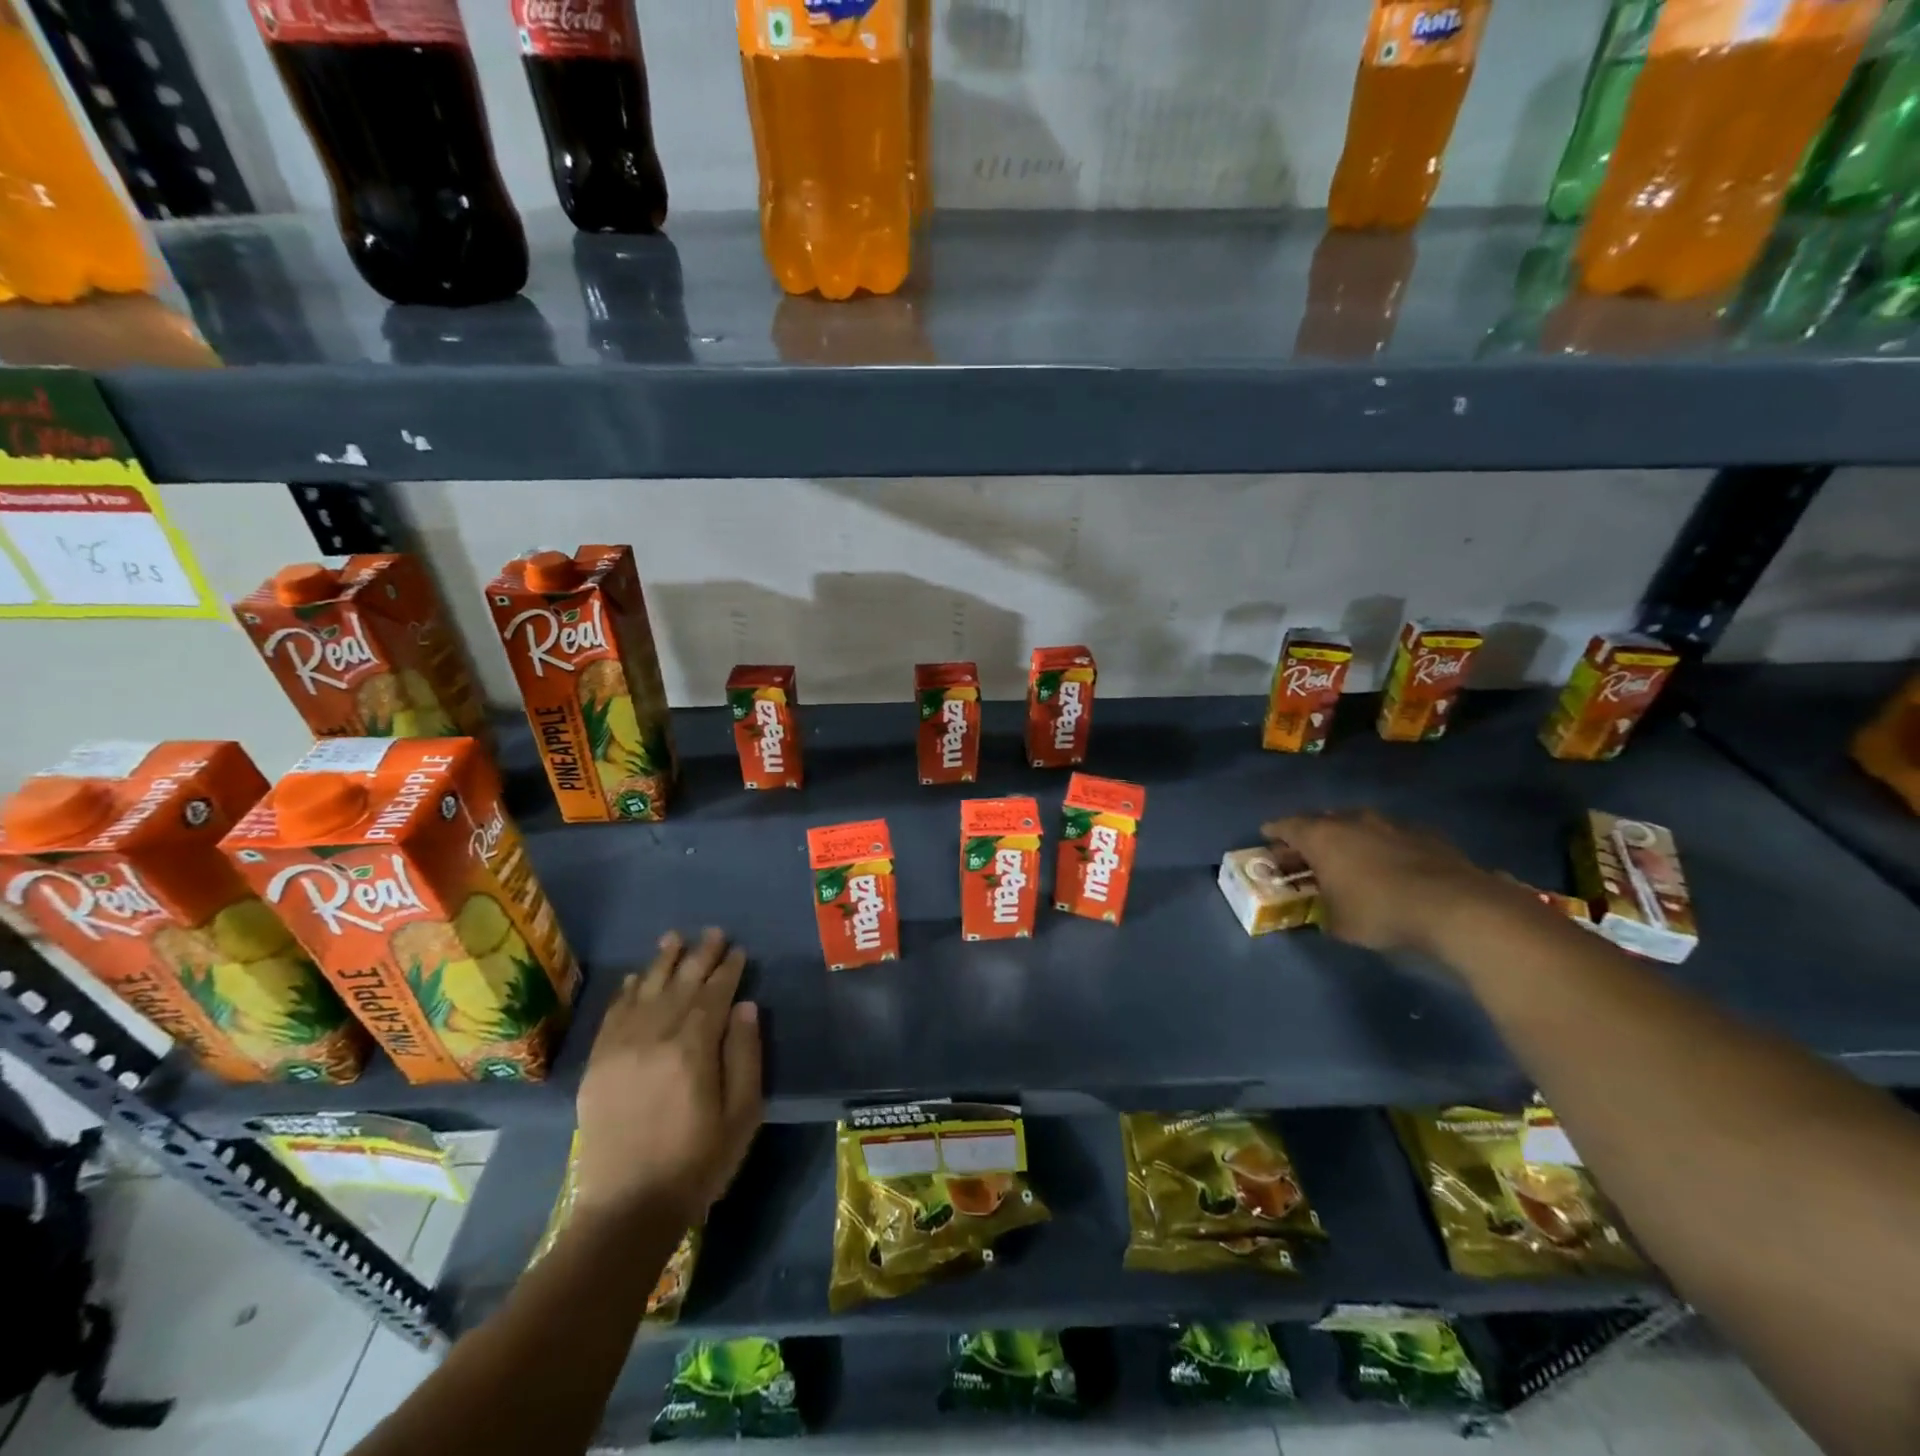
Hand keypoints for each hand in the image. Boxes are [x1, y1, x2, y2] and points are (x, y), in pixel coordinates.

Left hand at [572, 928, 762, 1224]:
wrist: (627, 1210)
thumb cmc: (697, 1163)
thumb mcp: (741, 1115)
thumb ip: (745, 1056)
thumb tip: (745, 1006)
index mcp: (692, 1050)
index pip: (713, 996)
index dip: (727, 971)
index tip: (738, 950)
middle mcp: (653, 1039)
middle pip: (680, 986)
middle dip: (699, 957)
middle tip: (713, 932)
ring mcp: (619, 1050)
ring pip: (644, 992)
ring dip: (662, 963)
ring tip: (674, 938)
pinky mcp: (597, 1066)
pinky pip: (612, 1016)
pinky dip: (626, 992)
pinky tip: (635, 977)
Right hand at [1261, 809, 1505, 954]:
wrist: (1454, 907)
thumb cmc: (1379, 912)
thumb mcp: (1338, 924)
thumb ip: (1323, 911)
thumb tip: (1323, 913)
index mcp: (1321, 837)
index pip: (1286, 826)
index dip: (1274, 832)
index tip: (1267, 837)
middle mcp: (1352, 821)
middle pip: (1322, 821)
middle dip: (1311, 835)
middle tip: (1306, 852)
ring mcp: (1391, 823)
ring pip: (1359, 825)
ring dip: (1350, 838)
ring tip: (1349, 857)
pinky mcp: (1426, 834)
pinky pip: (1393, 835)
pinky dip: (1384, 846)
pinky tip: (1391, 864)